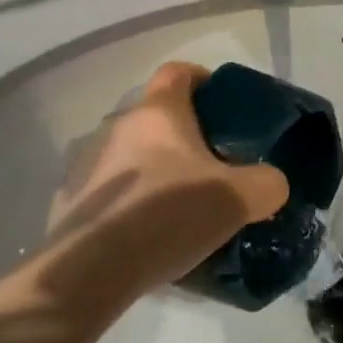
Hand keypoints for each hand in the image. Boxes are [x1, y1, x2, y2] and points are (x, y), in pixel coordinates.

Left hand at [42, 63, 289, 306]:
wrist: (91, 270)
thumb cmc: (167, 214)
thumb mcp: (237, 199)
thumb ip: (266, 184)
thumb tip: (272, 184)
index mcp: (157, 112)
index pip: (178, 72)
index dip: (201, 80)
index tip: (220, 104)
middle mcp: (117, 126)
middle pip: (155, 117)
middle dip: (182, 136)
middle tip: (210, 167)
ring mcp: (86, 163)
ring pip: (129, 153)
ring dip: (152, 169)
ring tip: (177, 206)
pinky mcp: (69, 201)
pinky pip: (108, 191)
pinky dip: (127, 202)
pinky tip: (144, 235)